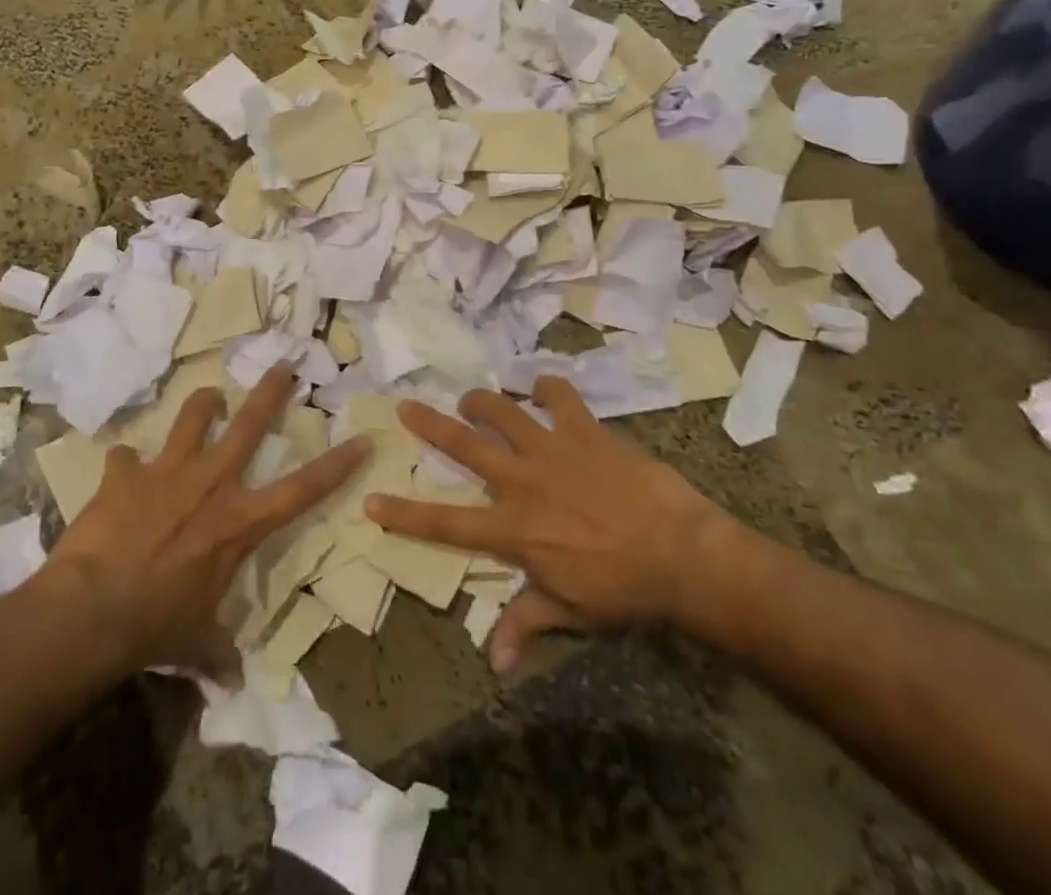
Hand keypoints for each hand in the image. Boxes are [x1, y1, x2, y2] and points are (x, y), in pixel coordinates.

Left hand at [44, 364, 368, 682]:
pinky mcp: (125, 475)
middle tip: (284, 364)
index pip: (302, 490)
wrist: (93, 610)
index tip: (361, 438)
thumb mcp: (196, 642)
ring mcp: (167, 472)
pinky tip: (120, 471)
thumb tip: (233, 684)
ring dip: (202, 404)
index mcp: (239, 522)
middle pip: (249, 424)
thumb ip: (218, 653)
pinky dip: (124, 464)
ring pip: (192, 418)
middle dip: (270, 391)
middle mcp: (210, 484)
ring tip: (208, 397)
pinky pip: (124, 458)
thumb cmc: (156, 627)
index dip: (337, 465)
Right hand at [366, 377, 736, 673]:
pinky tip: (542, 387)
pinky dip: (547, 387)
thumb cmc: (622, 589)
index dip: (404, 514)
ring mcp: (551, 449)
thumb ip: (524, 624)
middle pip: (464, 445)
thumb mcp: (569, 611)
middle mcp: (521, 481)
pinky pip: (559, 395)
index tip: (370, 501)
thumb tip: (491, 663)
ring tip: (472, 400)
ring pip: (503, 410)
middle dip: (429, 424)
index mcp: (513, 529)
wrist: (680, 553)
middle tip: (406, 406)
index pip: (446, 523)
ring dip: (482, 401)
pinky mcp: (583, 430)